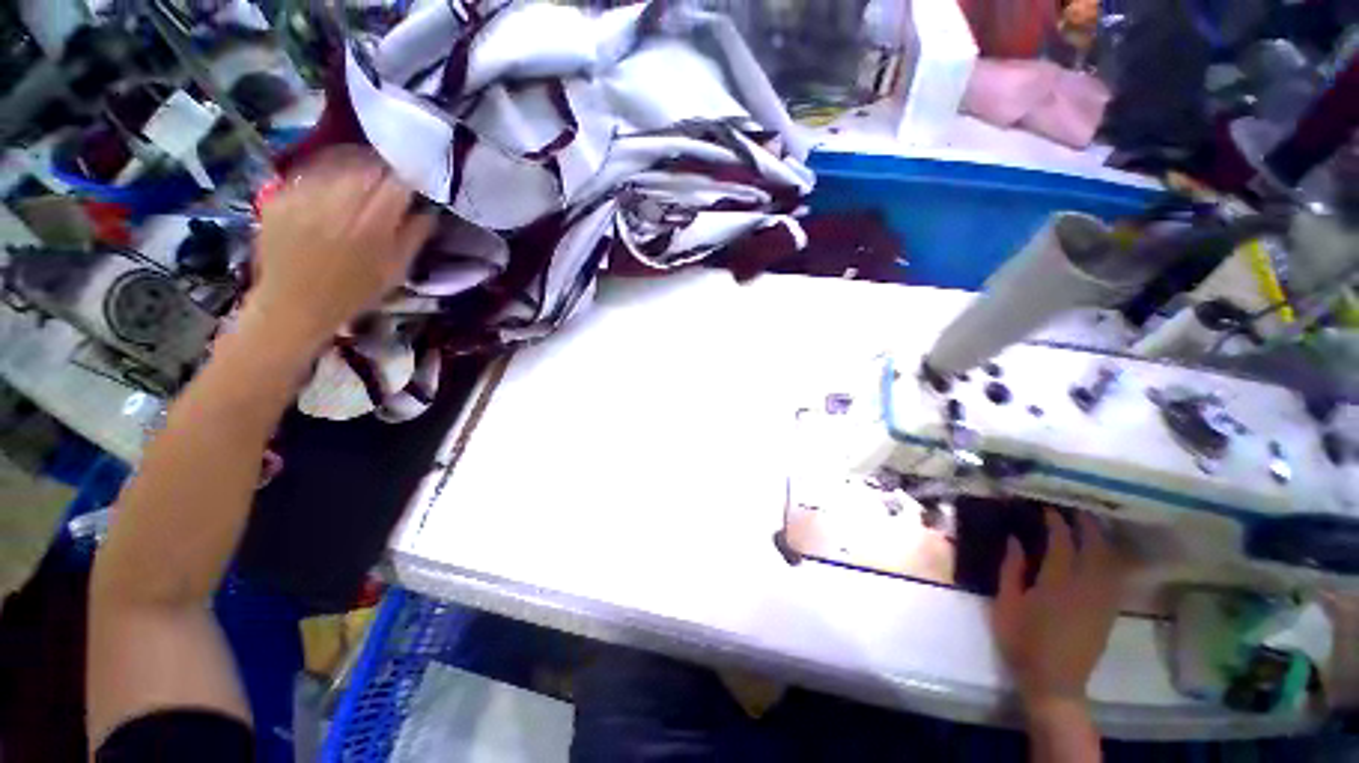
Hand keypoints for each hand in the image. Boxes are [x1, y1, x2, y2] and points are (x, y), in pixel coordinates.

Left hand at [246, 148, 434, 348]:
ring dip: (353, 169)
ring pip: (336, 165)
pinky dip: (325, 176)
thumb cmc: (353, 293)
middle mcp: (336, 206)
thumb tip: (428, 211)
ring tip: (360, 181)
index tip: (413, 183)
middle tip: (387, 180)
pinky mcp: (279, 198)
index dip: (407, 180)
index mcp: (371, 227)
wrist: (292, 305)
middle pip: (365, 168)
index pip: (395, 184)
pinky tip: (330, 189)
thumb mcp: (395, 271)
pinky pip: (309, 174)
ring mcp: (303, 199)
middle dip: (380, 171)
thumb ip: (413, 237)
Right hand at [992, 509, 1125, 710]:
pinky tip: (1103, 555)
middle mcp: (1086, 588)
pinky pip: (1115, 578)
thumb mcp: (1006, 604)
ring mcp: (1102, 601)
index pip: (1062, 543)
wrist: (1054, 681)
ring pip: (1110, 562)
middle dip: (1087, 525)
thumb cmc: (1022, 641)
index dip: (1056, 523)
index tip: (1047, 507)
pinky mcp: (1109, 612)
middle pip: (1095, 548)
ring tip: (1091, 526)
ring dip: (1102, 540)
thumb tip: (1015, 539)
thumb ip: (1011, 569)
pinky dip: (1110, 560)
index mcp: (1057, 584)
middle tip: (1075, 509)